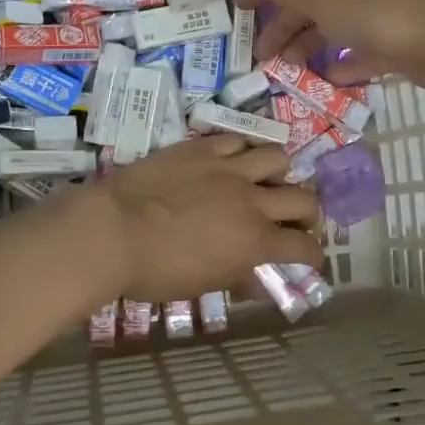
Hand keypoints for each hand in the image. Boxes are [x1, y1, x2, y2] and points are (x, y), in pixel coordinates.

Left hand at [77, 135, 322, 302]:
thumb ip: (236, 278)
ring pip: (277, 158)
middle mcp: (252, 201)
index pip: (304, 247)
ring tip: (266, 180)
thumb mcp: (200, 285)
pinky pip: (236, 139)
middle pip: (304, 199)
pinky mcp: (202, 148)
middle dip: (309, 213)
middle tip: (295, 220)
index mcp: (255, 242)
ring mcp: (228, 169)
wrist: (111, 231)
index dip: (313, 254)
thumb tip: (257, 281)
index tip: (309, 257)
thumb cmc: (154, 271)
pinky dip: (242, 151)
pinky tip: (233, 160)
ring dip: (279, 173)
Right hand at [238, 0, 424, 94]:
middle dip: (283, 25)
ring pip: (332, 27)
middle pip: (310, 0)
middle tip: (261, 55)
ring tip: (287, 70)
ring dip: (307, 46)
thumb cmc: (379, 12)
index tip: (240, 10)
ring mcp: (378, 11)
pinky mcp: (393, 41)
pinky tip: (328, 77)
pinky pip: (359, 51)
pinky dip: (342, 63)